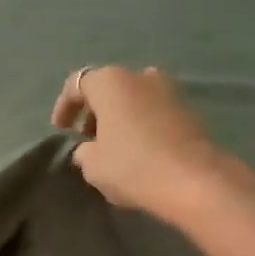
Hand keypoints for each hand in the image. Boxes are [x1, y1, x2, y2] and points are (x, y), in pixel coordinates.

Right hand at [51, 66, 237, 221]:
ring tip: (113, 146)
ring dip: (121, 118)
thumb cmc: (132, 166)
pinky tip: (139, 151)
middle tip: (87, 139)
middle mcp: (141, 76)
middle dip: (95, 112)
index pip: (77, 84)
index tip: (61, 130)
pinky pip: (155, 113)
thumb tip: (89, 149)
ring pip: (135, 99)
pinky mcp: (190, 111)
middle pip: (110, 88)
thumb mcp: (93, 166)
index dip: (65, 107)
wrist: (193, 180)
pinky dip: (142, 125)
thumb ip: (84, 152)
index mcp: (111, 82)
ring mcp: (170, 90)